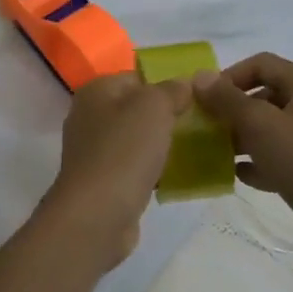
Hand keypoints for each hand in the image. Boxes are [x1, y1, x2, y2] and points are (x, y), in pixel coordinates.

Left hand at [41, 72, 190, 270]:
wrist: (97, 214)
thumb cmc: (124, 151)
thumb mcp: (154, 108)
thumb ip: (171, 90)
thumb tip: (184, 82)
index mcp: (96, 91)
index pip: (136, 76)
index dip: (167, 83)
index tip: (198, 97)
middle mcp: (90, 116)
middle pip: (136, 108)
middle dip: (167, 115)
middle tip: (202, 123)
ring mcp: (94, 150)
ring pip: (137, 138)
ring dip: (162, 144)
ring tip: (198, 149)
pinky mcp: (103, 180)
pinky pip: (135, 166)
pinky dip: (155, 169)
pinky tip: (179, 176)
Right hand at [192, 53, 292, 269]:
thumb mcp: (261, 126)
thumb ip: (227, 99)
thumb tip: (200, 76)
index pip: (260, 63)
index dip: (229, 76)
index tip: (204, 100)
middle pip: (264, 95)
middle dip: (232, 109)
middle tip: (206, 127)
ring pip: (271, 128)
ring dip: (242, 137)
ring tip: (216, 152)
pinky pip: (280, 156)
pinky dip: (259, 162)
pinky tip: (238, 175)